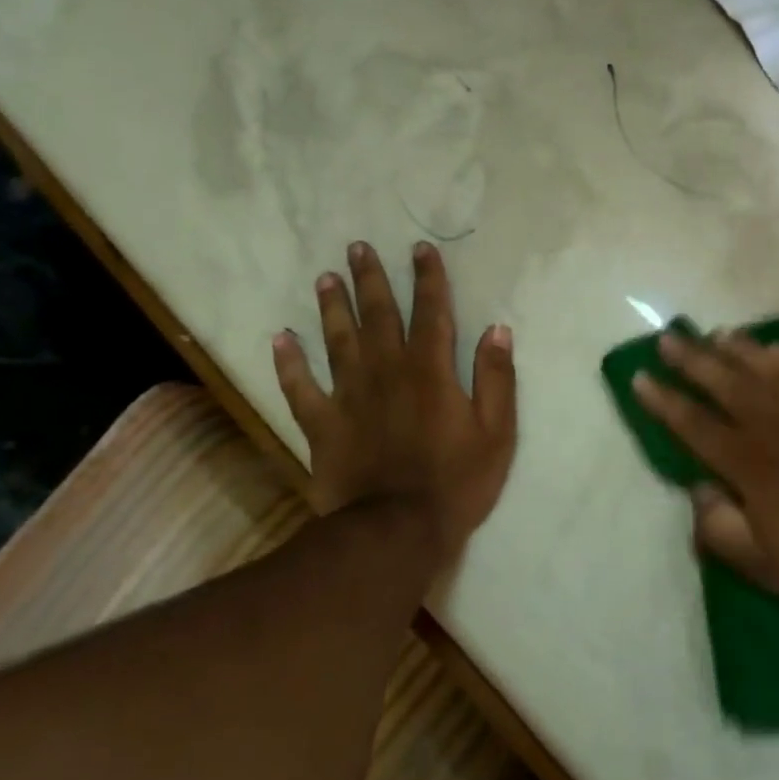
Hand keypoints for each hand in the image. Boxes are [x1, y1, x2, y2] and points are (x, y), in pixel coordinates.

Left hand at [272, 241, 516, 563]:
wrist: (396, 531)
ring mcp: (349, 397)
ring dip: (333, 308)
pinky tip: (280, 338)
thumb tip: (497, 330)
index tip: (420, 249)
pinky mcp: (322, 425)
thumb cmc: (456, 483)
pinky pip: (300, 388)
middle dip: (371, 279)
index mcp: (431, 372)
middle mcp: (387, 372)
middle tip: (358, 247)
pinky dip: (289, 363)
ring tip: (327, 278)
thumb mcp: (496, 433)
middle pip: (378, 316)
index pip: (431, 313)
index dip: (428, 279)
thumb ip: (496, 379)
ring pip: (338, 341)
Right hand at [634, 331, 778, 623]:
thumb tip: (697, 488)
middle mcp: (778, 430)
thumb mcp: (760, 566)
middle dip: (693, 361)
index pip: (696, 426)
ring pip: (769, 372)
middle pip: (727, 386)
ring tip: (715, 334)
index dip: (665, 402)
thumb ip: (718, 527)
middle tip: (669, 339)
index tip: (641, 377)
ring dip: (739, 350)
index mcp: (751, 467)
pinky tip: (777, 349)